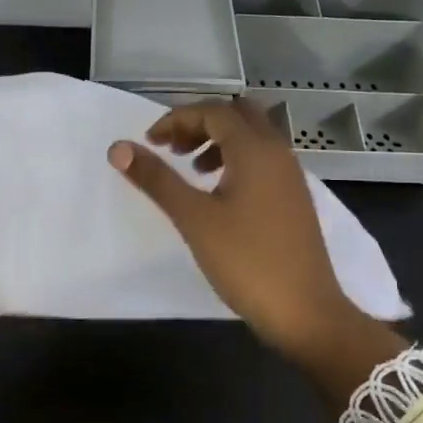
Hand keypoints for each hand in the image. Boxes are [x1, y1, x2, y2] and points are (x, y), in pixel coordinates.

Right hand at [109, 101, 406, 406]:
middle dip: (200, 123)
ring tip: (191, 170)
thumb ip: (156, 179)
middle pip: (237, 114)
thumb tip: (118, 148)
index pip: (212, 111)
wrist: (305, 311)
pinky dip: (236, 160)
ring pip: (253, 137)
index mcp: (255, 149)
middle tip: (173, 149)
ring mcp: (290, 176)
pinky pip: (262, 160)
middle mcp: (277, 152)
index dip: (176, 119)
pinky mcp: (294, 198)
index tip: (148, 143)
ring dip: (218, 141)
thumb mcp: (194, 218)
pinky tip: (219, 194)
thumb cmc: (246, 261)